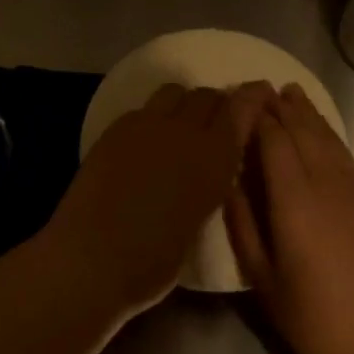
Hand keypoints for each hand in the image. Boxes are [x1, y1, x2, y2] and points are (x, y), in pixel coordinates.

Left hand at [42, 84, 266, 316]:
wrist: (92, 257)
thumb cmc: (153, 260)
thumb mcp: (200, 223)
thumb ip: (209, 185)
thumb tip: (206, 171)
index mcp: (214, 158)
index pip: (241, 108)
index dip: (253, 97)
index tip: (262, 93)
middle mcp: (183, 131)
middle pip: (207, 95)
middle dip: (217, 104)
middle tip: (216, 124)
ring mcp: (145, 125)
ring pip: (174, 92)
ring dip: (184, 104)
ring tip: (179, 129)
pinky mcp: (115, 129)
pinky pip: (144, 109)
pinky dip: (154, 118)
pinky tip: (147, 143)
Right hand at [225, 85, 353, 353]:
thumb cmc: (312, 320)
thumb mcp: (261, 277)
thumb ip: (242, 223)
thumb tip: (228, 180)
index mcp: (295, 201)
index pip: (273, 141)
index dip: (256, 116)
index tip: (239, 98)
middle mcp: (328, 185)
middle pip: (303, 132)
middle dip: (281, 107)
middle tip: (261, 87)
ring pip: (329, 141)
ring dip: (308, 115)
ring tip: (291, 94)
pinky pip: (347, 159)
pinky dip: (329, 138)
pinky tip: (321, 135)